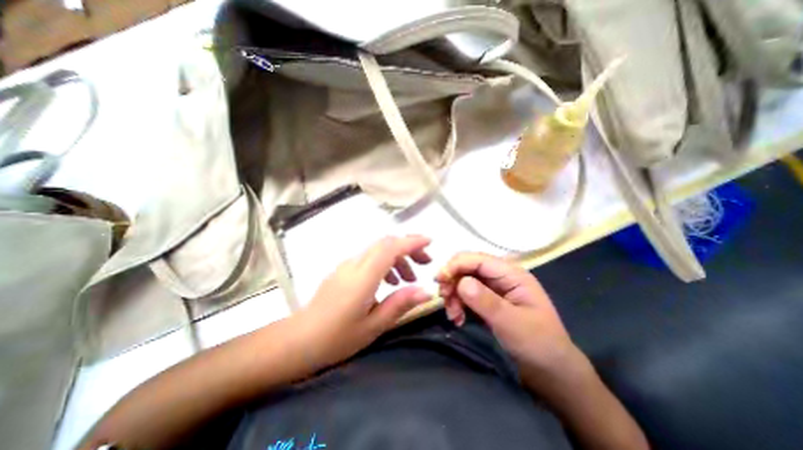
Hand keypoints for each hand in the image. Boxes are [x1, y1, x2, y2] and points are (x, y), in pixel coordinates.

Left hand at [297, 235, 433, 368]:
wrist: (299, 340)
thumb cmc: (337, 338)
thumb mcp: (374, 326)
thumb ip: (400, 304)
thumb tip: (426, 291)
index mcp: (363, 278)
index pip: (390, 248)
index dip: (411, 242)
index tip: (429, 242)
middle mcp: (354, 264)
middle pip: (385, 243)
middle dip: (408, 247)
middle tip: (424, 263)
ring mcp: (346, 265)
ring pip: (377, 249)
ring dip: (397, 257)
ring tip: (408, 279)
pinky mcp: (343, 270)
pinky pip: (368, 258)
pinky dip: (385, 262)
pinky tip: (388, 282)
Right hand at [437, 252, 587, 386]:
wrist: (551, 370)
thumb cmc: (538, 344)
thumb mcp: (512, 324)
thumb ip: (486, 301)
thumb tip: (460, 282)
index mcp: (511, 273)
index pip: (477, 259)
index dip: (455, 265)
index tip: (438, 280)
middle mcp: (501, 275)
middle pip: (467, 267)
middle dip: (452, 281)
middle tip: (444, 300)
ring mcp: (494, 287)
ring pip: (463, 280)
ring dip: (453, 294)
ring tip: (453, 315)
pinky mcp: (488, 299)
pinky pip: (466, 293)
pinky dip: (458, 303)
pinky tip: (458, 318)